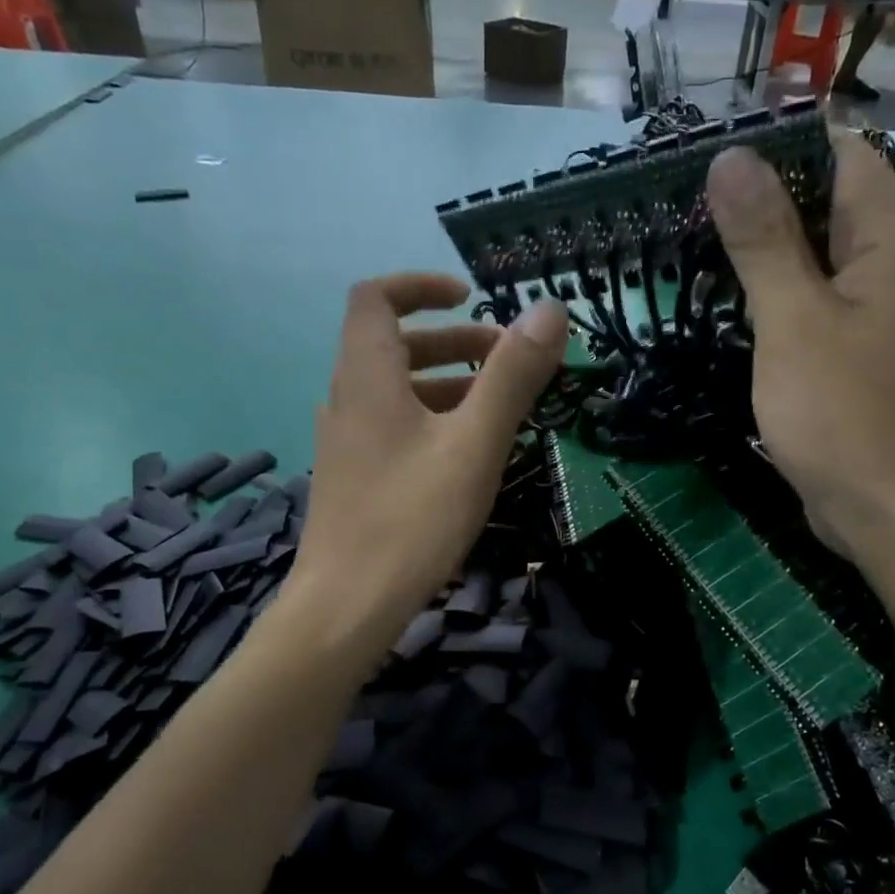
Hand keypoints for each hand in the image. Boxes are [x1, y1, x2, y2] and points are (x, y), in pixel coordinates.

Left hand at [290, 272, 565, 651]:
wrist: (345, 608)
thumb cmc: (412, 520)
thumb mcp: (474, 444)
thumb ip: (512, 375)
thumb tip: (549, 309)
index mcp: (367, 376)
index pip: (376, 297)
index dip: (421, 286)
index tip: (471, 297)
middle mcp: (347, 398)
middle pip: (393, 343)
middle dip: (453, 341)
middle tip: (506, 361)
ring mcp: (345, 441)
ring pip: (396, 390)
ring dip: (447, 382)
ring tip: (498, 409)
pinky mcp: (352, 476)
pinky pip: (393, 426)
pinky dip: (431, 419)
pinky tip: (466, 455)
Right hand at [705, 127, 894, 551]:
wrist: (889, 508)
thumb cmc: (841, 413)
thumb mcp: (792, 319)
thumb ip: (763, 236)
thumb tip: (730, 156)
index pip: (833, 149)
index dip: (768, 150)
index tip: (699, 167)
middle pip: (826, 194)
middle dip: (758, 201)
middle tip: (682, 212)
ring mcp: (888, 296)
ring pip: (820, 245)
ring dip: (764, 246)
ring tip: (694, 248)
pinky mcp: (871, 334)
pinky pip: (823, 288)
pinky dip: (781, 286)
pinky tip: (734, 298)